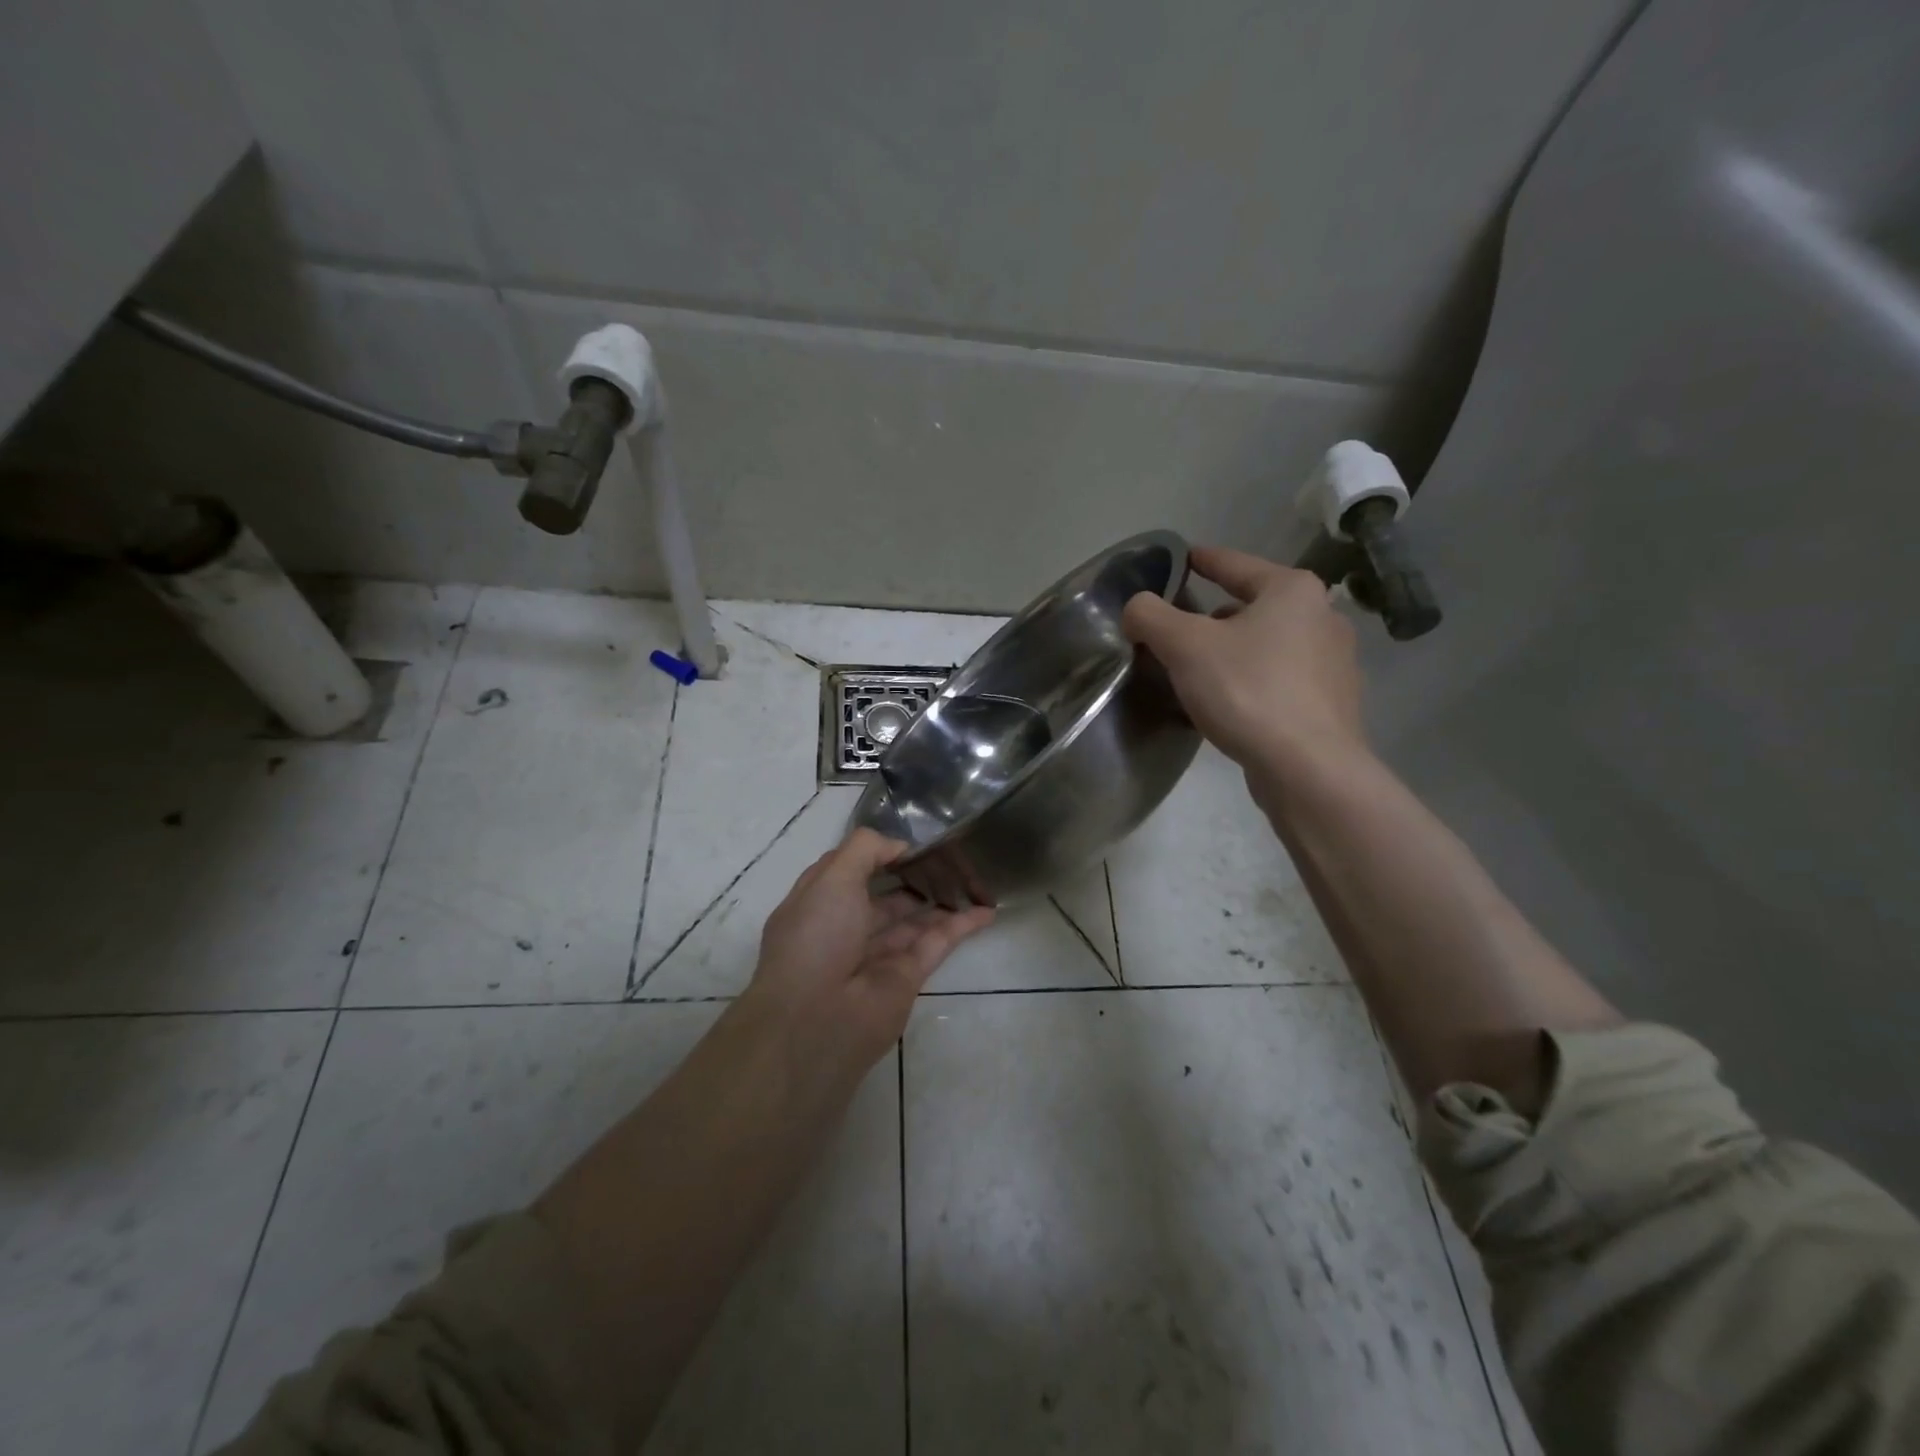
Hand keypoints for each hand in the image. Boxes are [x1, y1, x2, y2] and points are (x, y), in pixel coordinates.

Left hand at [744, 828, 993, 1075]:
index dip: (876, 854)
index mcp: (818, 903)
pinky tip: (986, 910)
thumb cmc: (816, 937)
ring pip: (913, 921)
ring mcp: (877, 955)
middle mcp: (845, 929)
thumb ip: (867, 849)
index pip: (849, 871)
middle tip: (947, 857)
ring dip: (939, 901)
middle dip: (911, 877)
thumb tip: (900, 846)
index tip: (908, 840)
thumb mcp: (832, 876)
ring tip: (971, 879)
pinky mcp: (907, 977)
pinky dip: (961, 926)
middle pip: (883, 897)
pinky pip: (937, 944)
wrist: (817, 1020)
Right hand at [1123, 545, 1365, 775]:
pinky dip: (1253, 681)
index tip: (1180, 559)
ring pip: (1268, 644)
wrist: (1308, 768)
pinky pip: (1281, 679)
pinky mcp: (1332, 703)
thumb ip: (1151, 616)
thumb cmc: (1247, 691)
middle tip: (1178, 631)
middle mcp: (1322, 617)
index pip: (1234, 563)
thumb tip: (1137, 608)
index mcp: (1291, 590)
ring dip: (1234, 651)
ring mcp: (1334, 662)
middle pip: (1253, 606)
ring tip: (1200, 671)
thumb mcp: (1184, 646)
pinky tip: (1231, 703)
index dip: (1201, 560)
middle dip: (1214, 616)